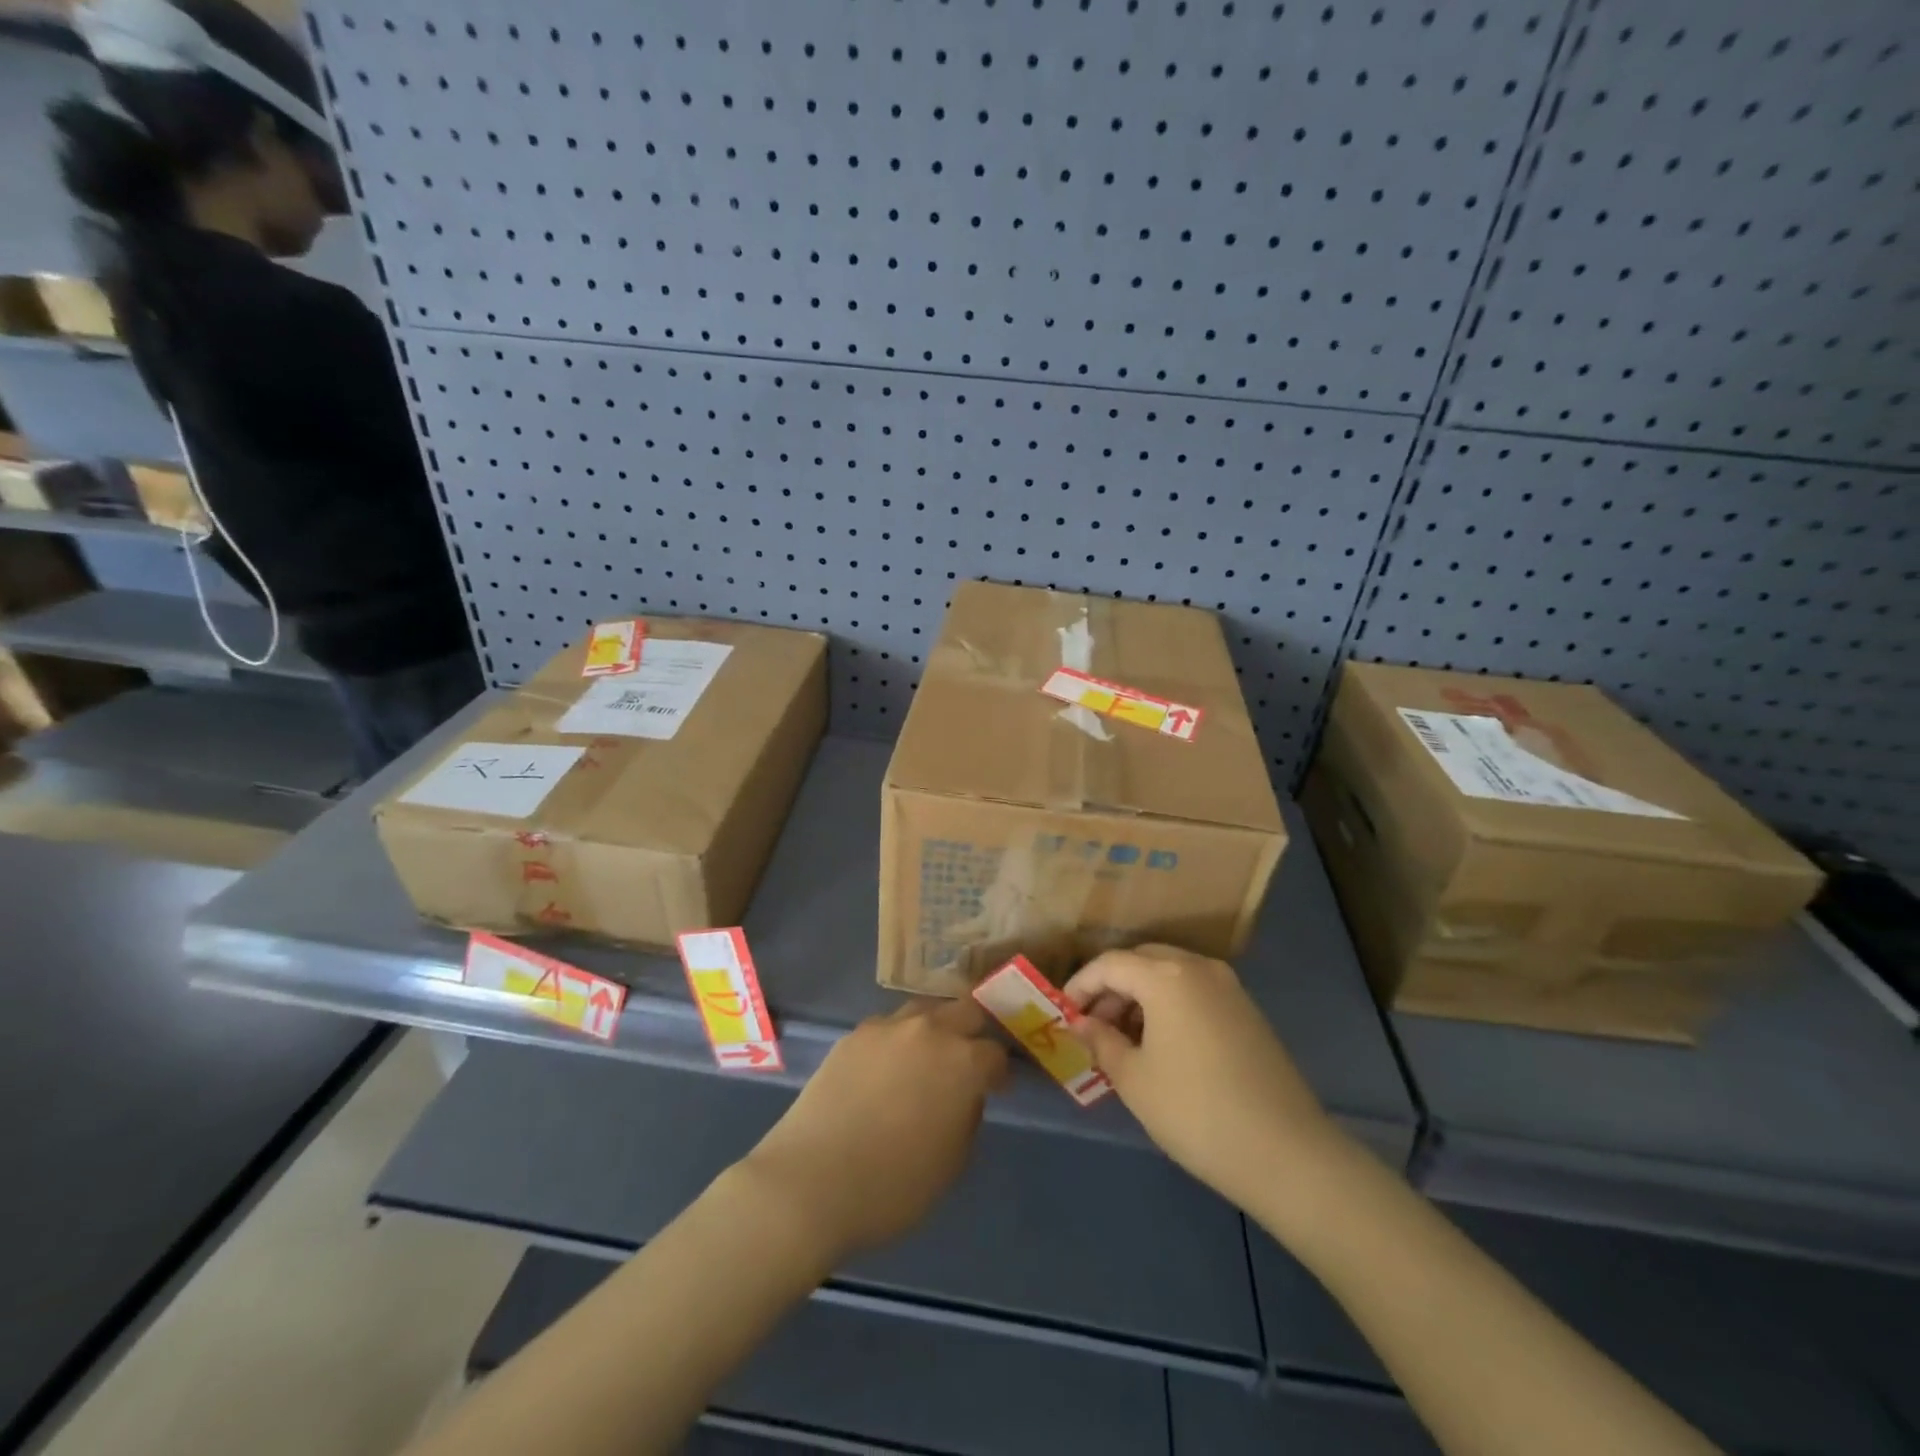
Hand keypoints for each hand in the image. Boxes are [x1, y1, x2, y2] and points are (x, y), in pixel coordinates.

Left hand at [739, 998, 1007, 1262]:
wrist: (811, 1182)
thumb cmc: (892, 1186)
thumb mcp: (951, 1164)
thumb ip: (967, 1118)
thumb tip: (964, 1096)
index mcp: (962, 1063)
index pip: (995, 1054)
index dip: (999, 1073)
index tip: (996, 1089)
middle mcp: (929, 1031)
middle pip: (964, 1011)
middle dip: (972, 1033)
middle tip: (966, 1061)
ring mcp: (887, 1028)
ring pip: (924, 1010)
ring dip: (934, 1028)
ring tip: (925, 1058)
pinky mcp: (853, 1035)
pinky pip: (887, 1027)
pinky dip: (896, 1041)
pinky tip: (886, 1068)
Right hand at [1064, 944, 1343, 1212]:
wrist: (1286, 1152)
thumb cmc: (1195, 1111)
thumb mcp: (1134, 1079)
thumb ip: (1101, 1041)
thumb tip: (1081, 1023)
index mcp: (1166, 976)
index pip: (1110, 964)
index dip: (1081, 984)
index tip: (1064, 1013)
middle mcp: (1198, 967)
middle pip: (1142, 961)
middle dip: (1112, 987)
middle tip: (1093, 1024)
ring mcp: (1229, 987)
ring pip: (1170, 974)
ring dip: (1141, 995)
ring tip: (1124, 1039)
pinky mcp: (1248, 1010)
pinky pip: (1195, 991)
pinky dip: (1170, 1005)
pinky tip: (1162, 1045)